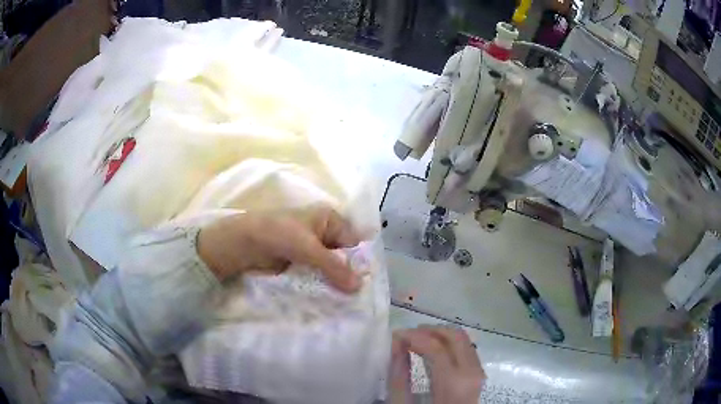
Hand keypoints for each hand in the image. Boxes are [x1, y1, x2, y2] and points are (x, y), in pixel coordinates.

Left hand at [196, 206, 361, 292]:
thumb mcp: (310, 249)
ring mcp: (311, 248)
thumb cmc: (279, 234)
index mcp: (329, 219)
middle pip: (342, 256)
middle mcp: (323, 232)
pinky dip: (321, 284)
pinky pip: (317, 274)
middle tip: (356, 297)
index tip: (364, 285)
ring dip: (334, 281)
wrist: (244, 242)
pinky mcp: (301, 261)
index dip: (359, 262)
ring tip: (344, 301)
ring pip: (330, 267)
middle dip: (347, 274)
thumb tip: (359, 287)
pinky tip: (328, 298)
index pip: (353, 242)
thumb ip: (335, 267)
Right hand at [389, 325, 484, 403]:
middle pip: (457, 337)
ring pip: (465, 339)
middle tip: (408, 334)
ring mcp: (479, 374)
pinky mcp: (479, 375)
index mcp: (453, 385)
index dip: (415, 337)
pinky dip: (449, 343)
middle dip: (430, 330)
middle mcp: (472, 375)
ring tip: (417, 340)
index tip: (396, 334)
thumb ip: (398, 375)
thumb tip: (396, 343)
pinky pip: (467, 349)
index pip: (437, 348)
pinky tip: (432, 349)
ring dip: (441, 335)